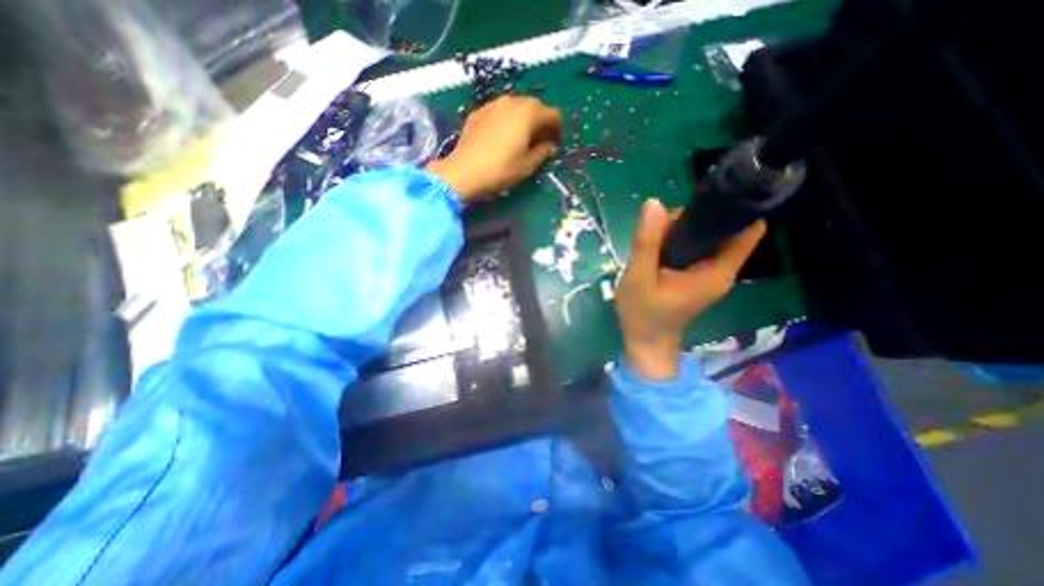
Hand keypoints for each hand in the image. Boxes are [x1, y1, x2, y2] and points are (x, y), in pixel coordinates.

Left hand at [423, 97, 562, 202]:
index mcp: (528, 113)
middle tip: (540, 140)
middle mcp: (512, 101)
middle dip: (540, 121)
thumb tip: (550, 146)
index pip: (552, 114)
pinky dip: (506, 121)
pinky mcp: (478, 112)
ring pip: (515, 107)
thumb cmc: (501, 170)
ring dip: (523, 119)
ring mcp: (492, 105)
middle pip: (534, 106)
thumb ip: (543, 152)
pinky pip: (499, 112)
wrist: (464, 171)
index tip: (556, 143)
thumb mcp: (527, 165)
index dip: (557, 128)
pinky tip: (502, 137)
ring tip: (521, 138)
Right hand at [613, 200, 763, 378]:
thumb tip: (653, 203)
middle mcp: (721, 270)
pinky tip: (659, 247)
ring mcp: (710, 273)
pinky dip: (681, 239)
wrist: (645, 342)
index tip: (699, 203)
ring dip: (685, 228)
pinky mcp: (698, 275)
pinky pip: (697, 246)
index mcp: (717, 271)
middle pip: (725, 228)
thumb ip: (646, 242)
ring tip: (655, 239)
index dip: (732, 208)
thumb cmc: (642, 314)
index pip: (748, 229)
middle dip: (697, 217)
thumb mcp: (638, 278)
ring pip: (709, 235)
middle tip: (660, 228)